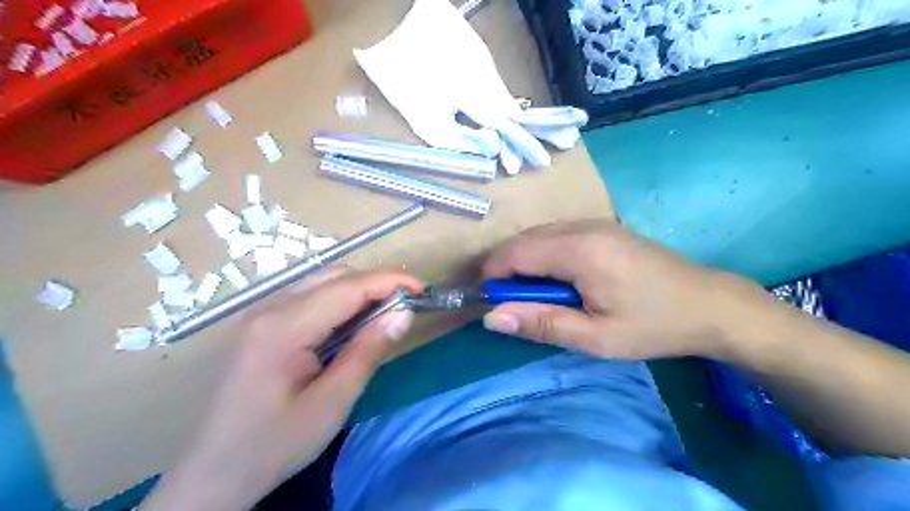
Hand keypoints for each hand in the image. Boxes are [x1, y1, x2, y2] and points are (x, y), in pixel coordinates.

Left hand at [144, 268, 425, 510]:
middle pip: (333, 275)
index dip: (390, 281)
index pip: (348, 286)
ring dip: (358, 290)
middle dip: (376, 283)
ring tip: (384, 314)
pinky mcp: (259, 324)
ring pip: (320, 282)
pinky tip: (350, 324)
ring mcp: (259, 314)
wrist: (210, 475)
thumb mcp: (332, 403)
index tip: (423, 290)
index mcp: (283, 327)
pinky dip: (338, 301)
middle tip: (405, 306)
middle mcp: (268, 308)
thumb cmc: (273, 445)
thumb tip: (403, 313)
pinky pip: (307, 297)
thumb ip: (368, 351)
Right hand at [479, 221, 761, 360]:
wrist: (711, 305)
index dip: (494, 273)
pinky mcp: (604, 229)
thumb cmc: (654, 325)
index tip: (487, 300)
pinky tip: (556, 280)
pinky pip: (558, 235)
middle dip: (507, 268)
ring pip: (541, 235)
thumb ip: (541, 324)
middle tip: (509, 303)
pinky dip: (544, 255)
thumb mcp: (596, 337)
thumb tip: (492, 317)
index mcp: (580, 250)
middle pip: (525, 239)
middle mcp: (583, 227)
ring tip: (531, 296)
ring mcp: (596, 224)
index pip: (517, 252)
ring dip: (525, 261)